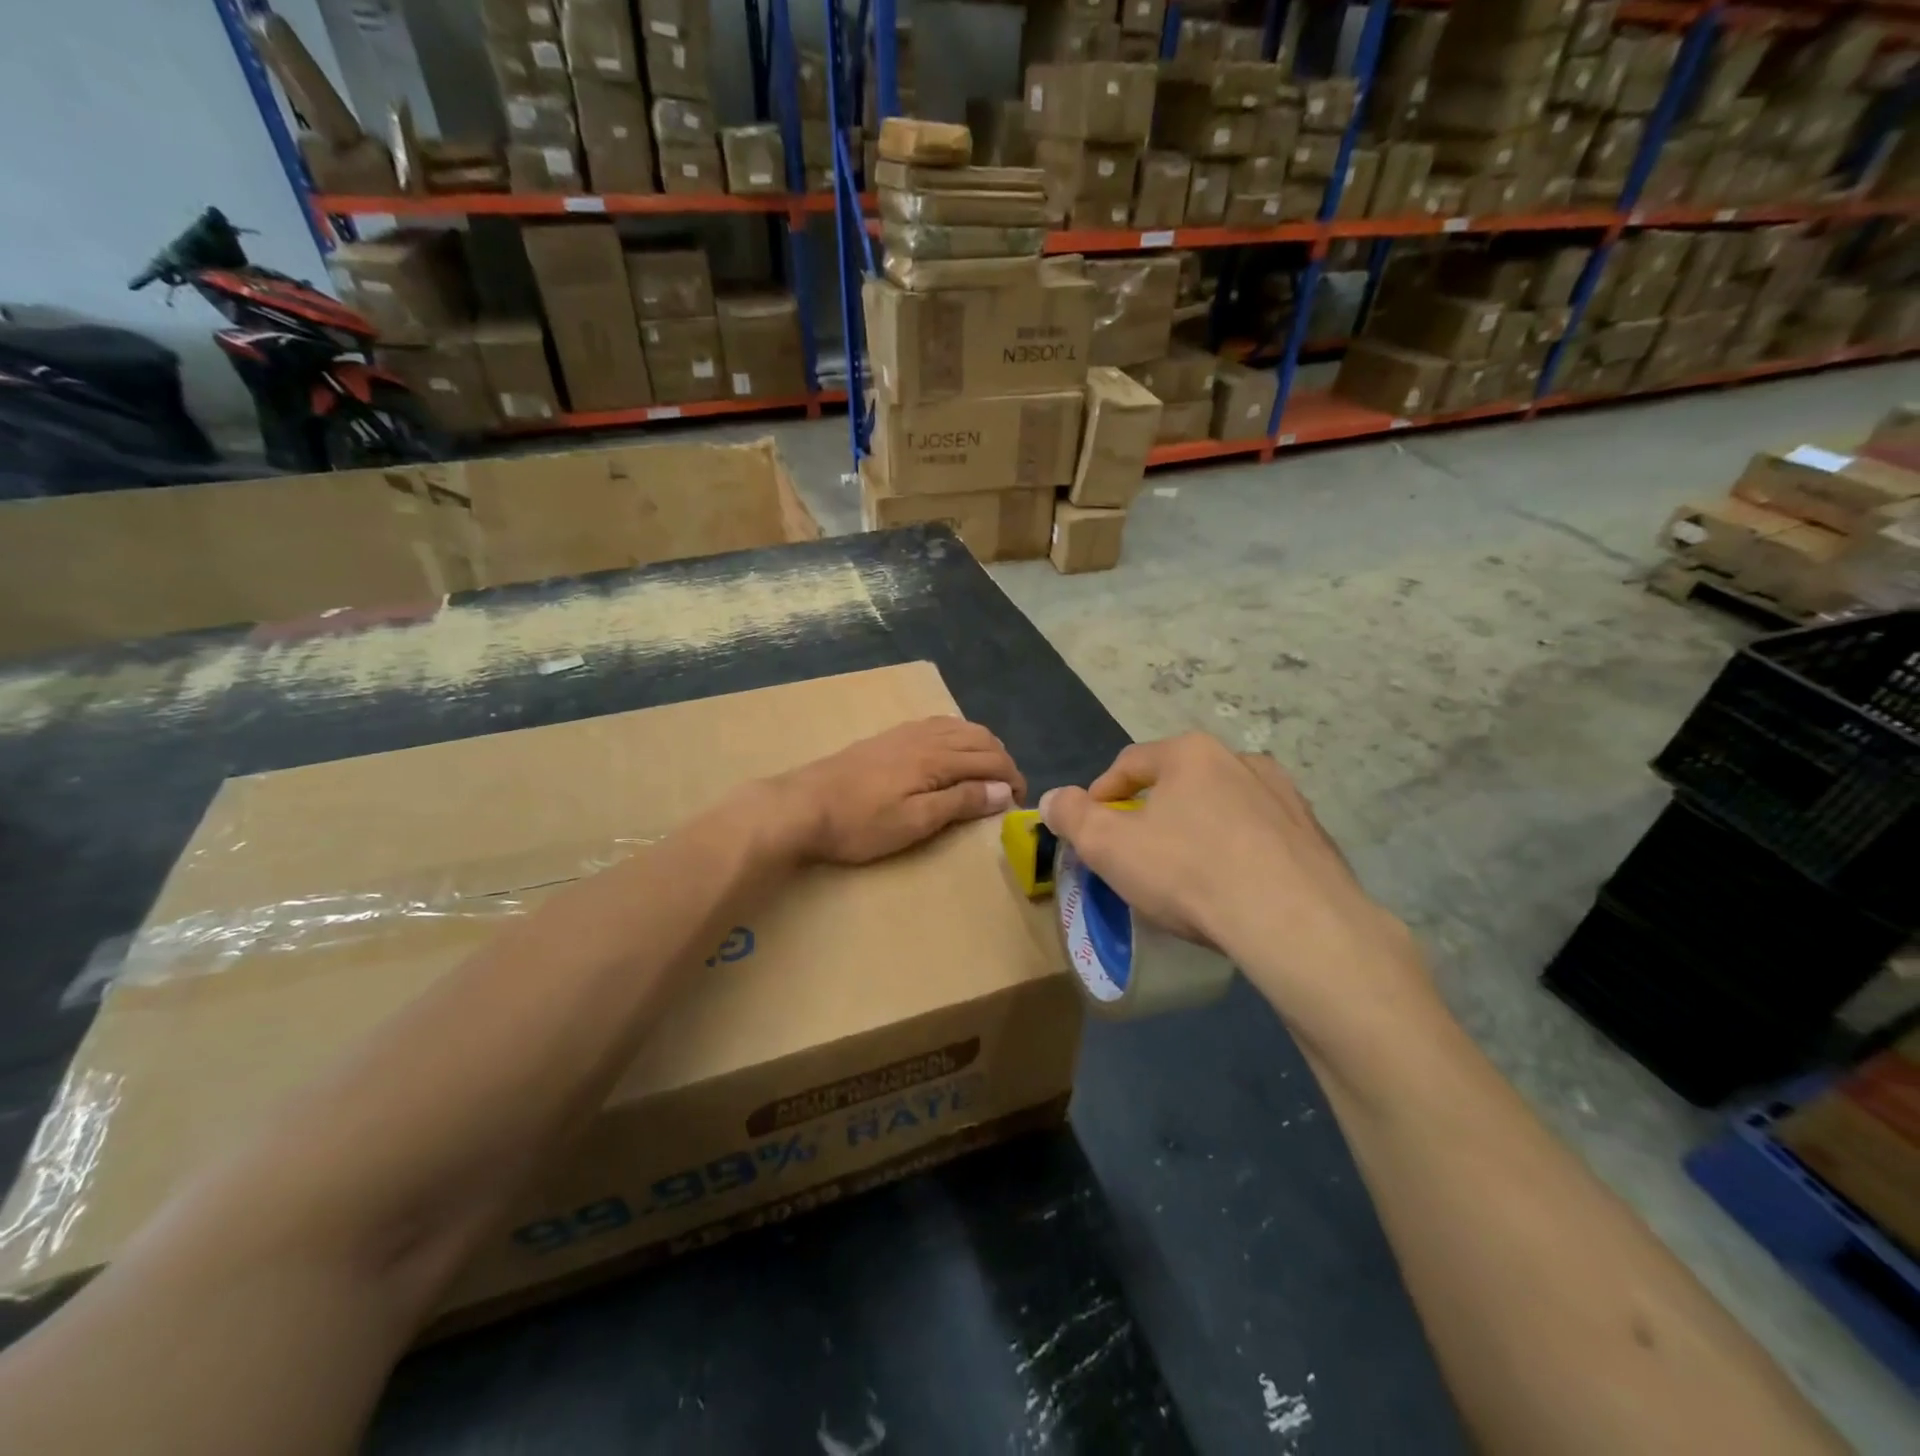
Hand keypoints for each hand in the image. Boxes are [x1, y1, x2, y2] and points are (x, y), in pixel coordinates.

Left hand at [768, 717, 1024, 865]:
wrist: (802, 806)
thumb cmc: (860, 823)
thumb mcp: (915, 822)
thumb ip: (961, 802)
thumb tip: (1003, 790)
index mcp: (937, 758)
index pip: (990, 760)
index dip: (1012, 779)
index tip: (1019, 802)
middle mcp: (926, 736)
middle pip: (979, 738)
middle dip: (1001, 760)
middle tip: (1007, 790)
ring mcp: (905, 733)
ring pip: (959, 727)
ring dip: (982, 745)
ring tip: (987, 772)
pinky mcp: (888, 737)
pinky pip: (937, 725)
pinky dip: (958, 735)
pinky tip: (951, 751)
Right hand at [1039, 734, 1429, 1030]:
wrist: (1295, 922)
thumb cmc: (1189, 873)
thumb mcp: (1109, 846)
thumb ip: (1072, 816)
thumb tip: (1053, 798)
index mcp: (1191, 753)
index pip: (1130, 763)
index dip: (1101, 793)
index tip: (1090, 828)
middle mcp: (1241, 760)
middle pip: (1179, 782)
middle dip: (1152, 812)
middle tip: (1137, 853)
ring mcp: (1285, 796)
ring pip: (1223, 807)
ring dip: (1198, 829)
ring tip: (1187, 872)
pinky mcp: (1314, 834)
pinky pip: (1260, 836)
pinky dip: (1239, 852)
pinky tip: (1233, 888)